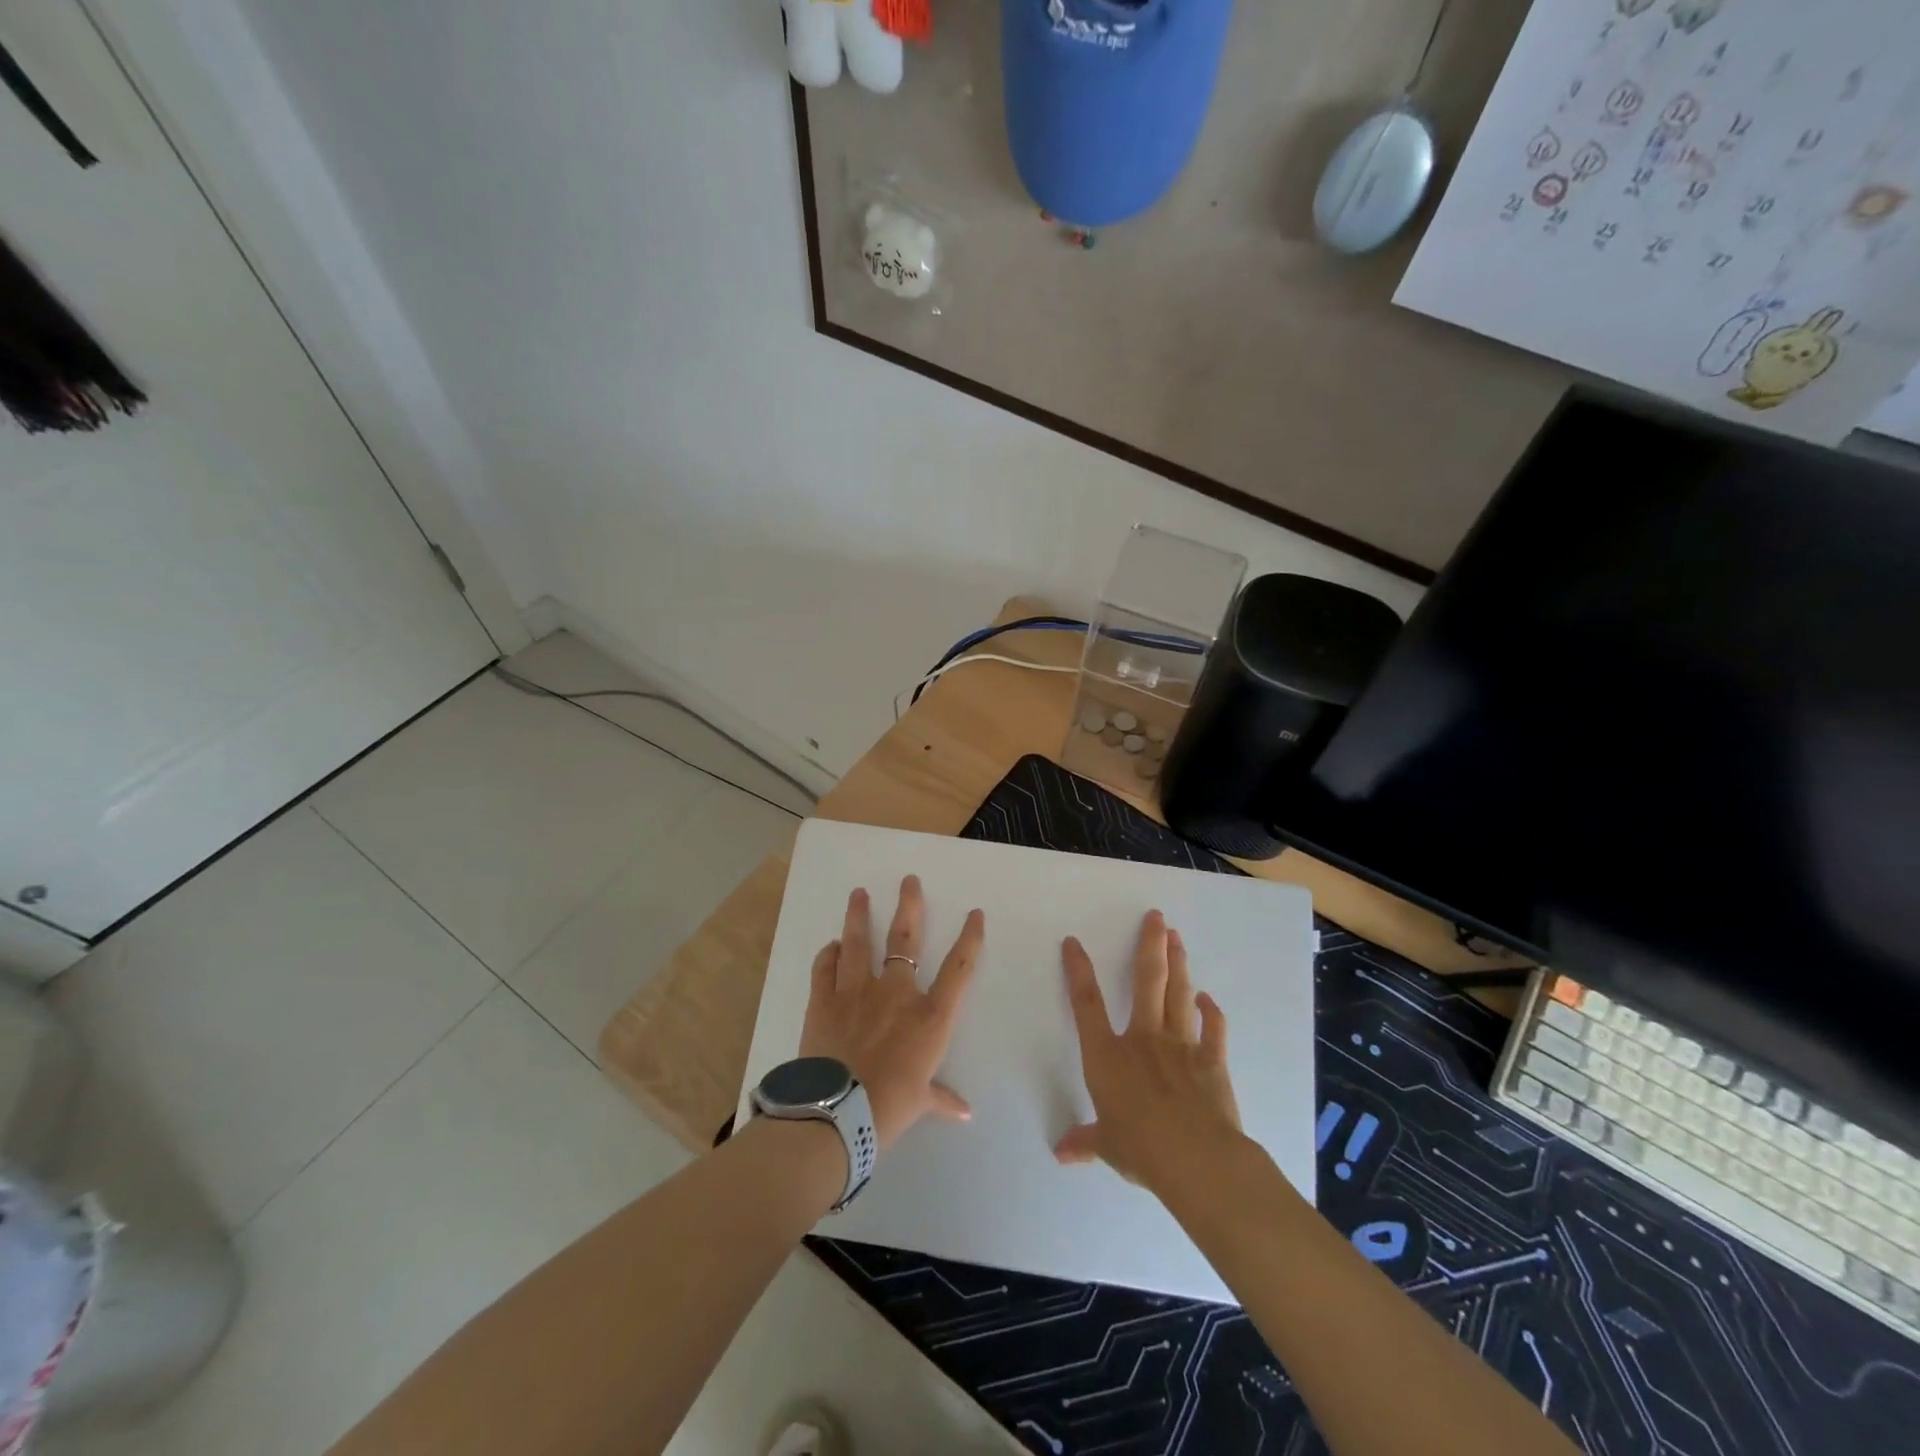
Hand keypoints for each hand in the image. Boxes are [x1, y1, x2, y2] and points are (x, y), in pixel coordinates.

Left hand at [799, 876, 983, 1150]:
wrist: (837, 1112)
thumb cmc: (889, 1107)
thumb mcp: (920, 1103)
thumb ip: (941, 1098)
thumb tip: (964, 1113)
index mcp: (929, 1017)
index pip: (959, 968)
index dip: (970, 938)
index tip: (975, 914)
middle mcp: (896, 993)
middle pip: (905, 939)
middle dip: (909, 906)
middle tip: (908, 880)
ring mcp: (856, 991)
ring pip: (858, 942)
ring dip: (858, 915)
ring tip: (858, 893)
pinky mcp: (824, 999)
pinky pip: (825, 967)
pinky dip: (828, 954)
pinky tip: (831, 945)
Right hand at [1055, 910, 1244, 1192]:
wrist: (1196, 1158)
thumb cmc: (1140, 1148)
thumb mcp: (1106, 1146)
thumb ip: (1085, 1141)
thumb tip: (1061, 1153)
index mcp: (1108, 1055)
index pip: (1087, 1004)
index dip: (1078, 970)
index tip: (1073, 942)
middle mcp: (1142, 1039)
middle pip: (1146, 981)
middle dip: (1149, 945)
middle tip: (1156, 917)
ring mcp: (1180, 1045)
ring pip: (1177, 994)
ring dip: (1178, 963)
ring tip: (1177, 936)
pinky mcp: (1211, 1060)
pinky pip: (1212, 1028)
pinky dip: (1211, 1011)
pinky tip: (1208, 998)